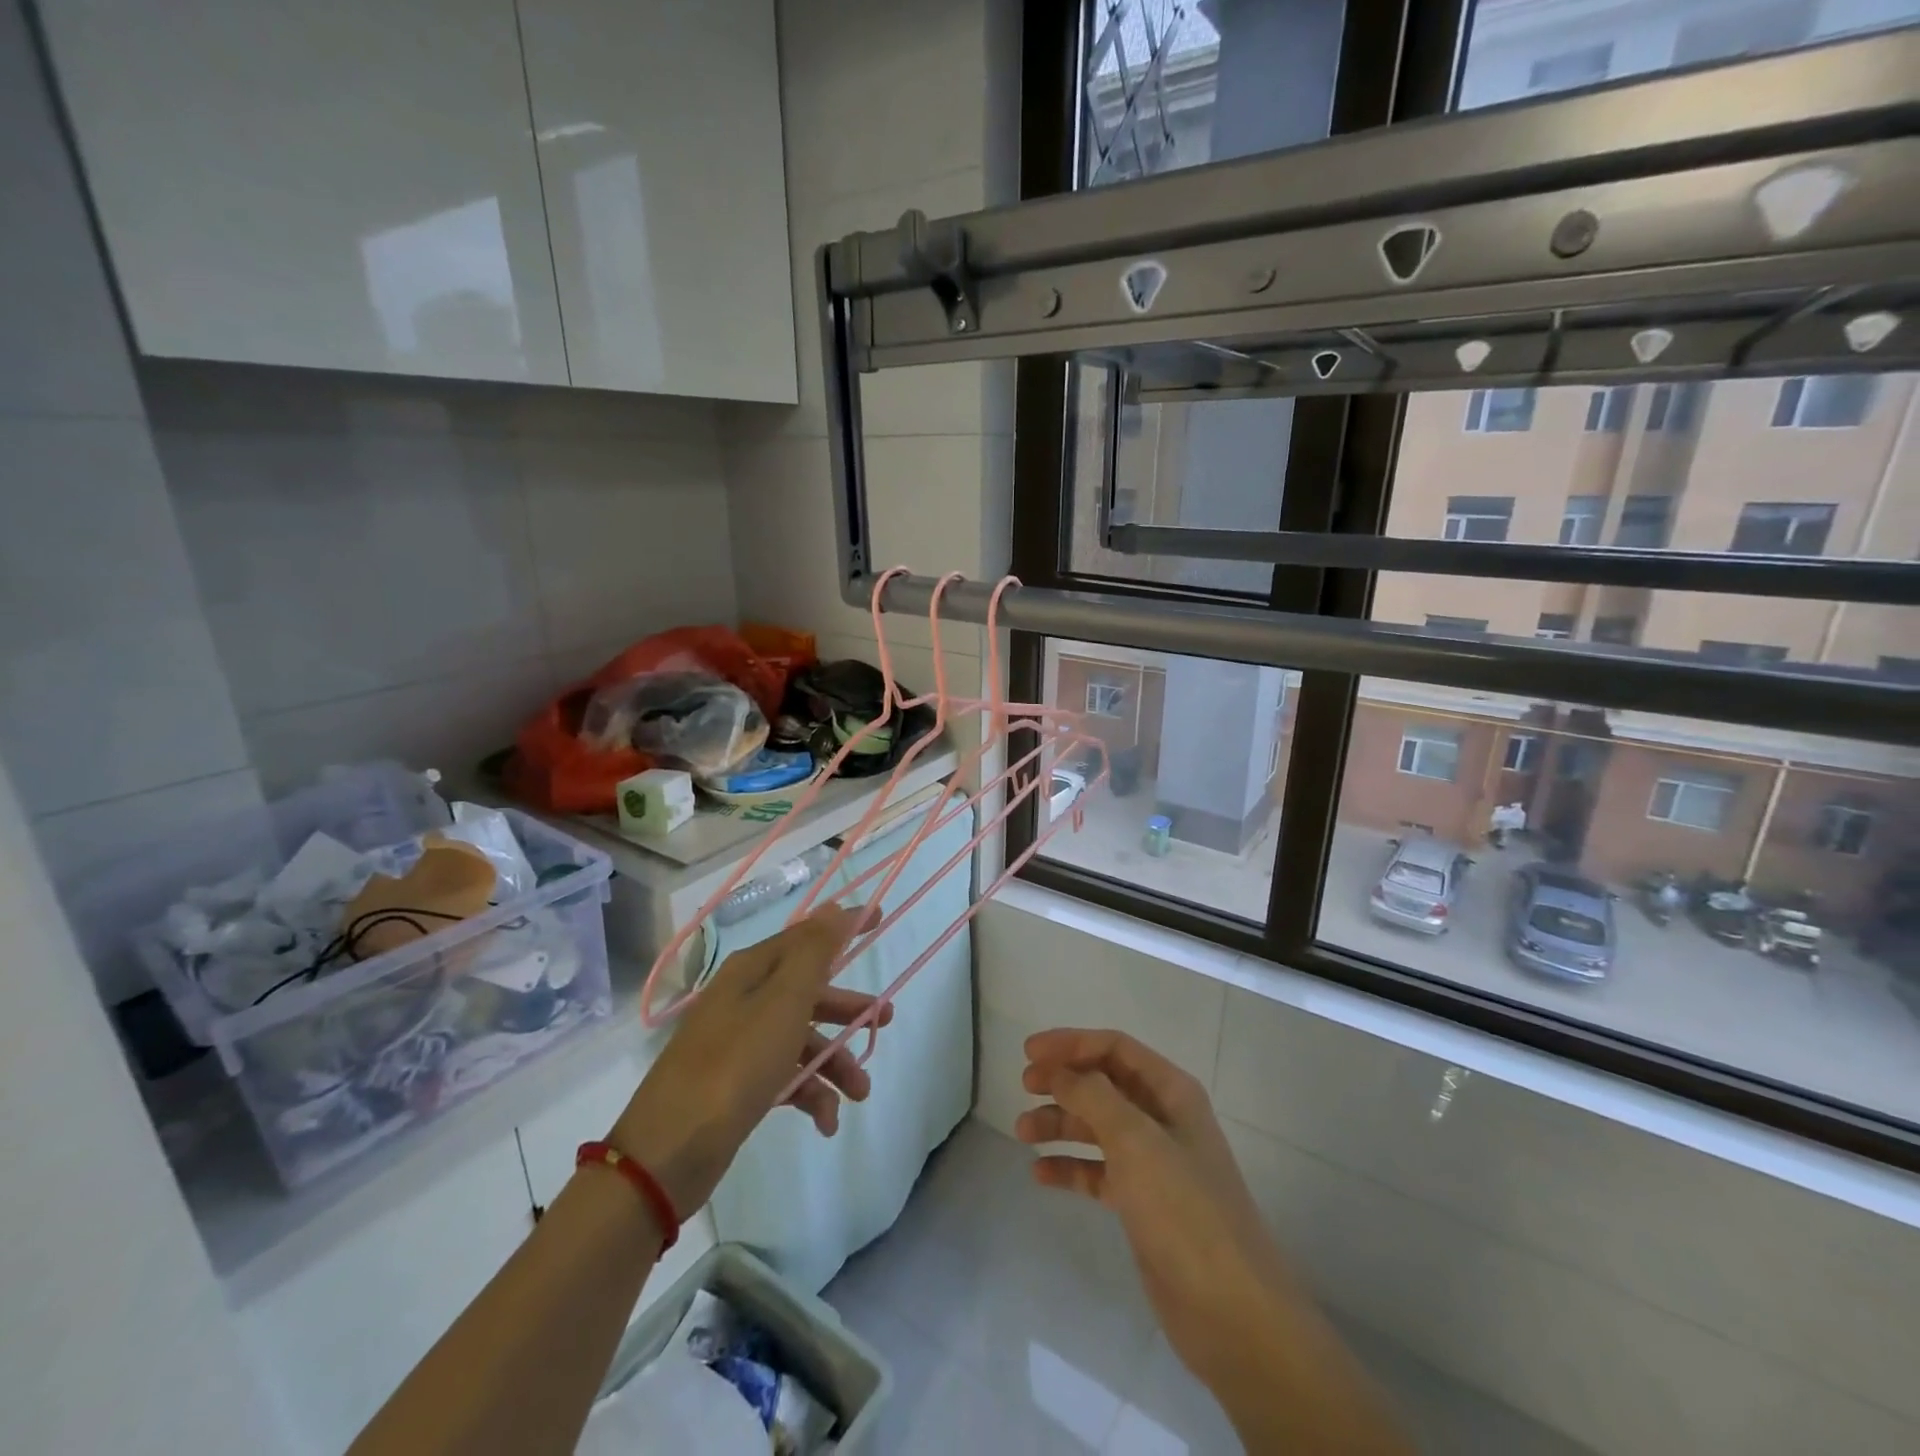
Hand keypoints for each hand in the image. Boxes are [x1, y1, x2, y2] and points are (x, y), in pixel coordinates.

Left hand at [608, 905, 891, 1216]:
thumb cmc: (736, 1064)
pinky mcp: (737, 1085)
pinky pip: (785, 1077)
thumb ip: (814, 952)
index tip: (880, 918)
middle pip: (808, 991)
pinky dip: (810, 1095)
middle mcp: (744, 1000)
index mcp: (752, 971)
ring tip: (860, 1094)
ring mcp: (738, 1043)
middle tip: (886, 1020)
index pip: (807, 936)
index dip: (843, 926)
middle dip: (848, 1008)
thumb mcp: (784, 1001)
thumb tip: (834, 906)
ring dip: (835, 1063)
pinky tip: (827, 1122)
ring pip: (801, 1039)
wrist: (669, 1152)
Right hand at [1016, 1029, 1291, 1384]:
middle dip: (1063, 1081)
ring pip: (1097, 1127)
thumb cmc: (1184, 1209)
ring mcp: (1153, 1163)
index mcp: (1171, 1092)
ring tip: (1022, 1132)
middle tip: (1024, 1087)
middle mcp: (1162, 1119)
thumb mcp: (1135, 1141)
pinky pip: (1098, 1171)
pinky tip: (1039, 1174)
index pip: (1115, 1048)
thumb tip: (1059, 1070)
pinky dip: (1070, 1167)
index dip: (1071, 1043)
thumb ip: (1093, 1096)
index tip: (1029, 1052)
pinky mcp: (1142, 1204)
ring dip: (1060, 1123)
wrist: (1231, 1312)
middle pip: (1104, 1084)